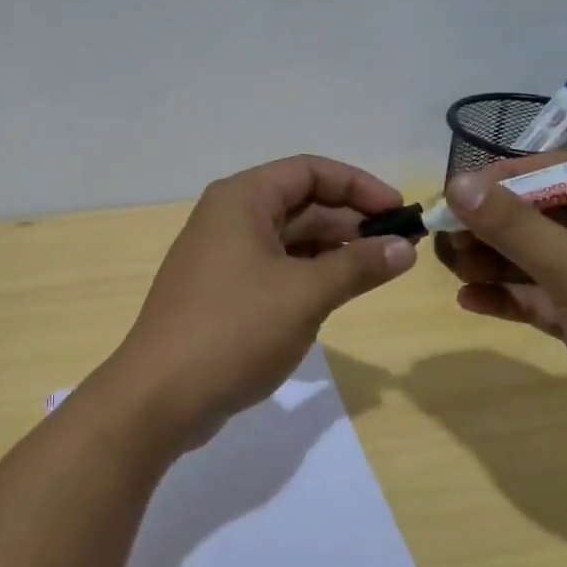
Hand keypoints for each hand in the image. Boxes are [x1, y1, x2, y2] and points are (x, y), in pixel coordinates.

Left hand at [102, 155, 416, 447]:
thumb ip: (358, 266)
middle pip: (300, 203)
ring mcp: (222, 256)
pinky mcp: (221, 292)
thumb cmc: (235, 329)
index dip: (359, 186)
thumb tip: (405, 248)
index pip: (310, 171)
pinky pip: (274, 268)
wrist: (161, 395)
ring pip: (289, 239)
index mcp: (242, 199)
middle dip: (350, 222)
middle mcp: (228, 217)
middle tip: (399, 248)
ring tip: (378, 271)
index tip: (400, 212)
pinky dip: (308, 275)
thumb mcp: (306, 293)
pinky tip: (338, 293)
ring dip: (333, 251)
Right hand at [435, 156, 566, 475]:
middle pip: (543, 216)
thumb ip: (515, 227)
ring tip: (448, 267)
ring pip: (538, 258)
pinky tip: (469, 300)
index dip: (502, 181)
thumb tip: (456, 184)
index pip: (558, 172)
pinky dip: (510, 297)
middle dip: (492, 227)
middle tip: (442, 238)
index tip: (452, 196)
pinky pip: (544, 296)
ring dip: (494, 262)